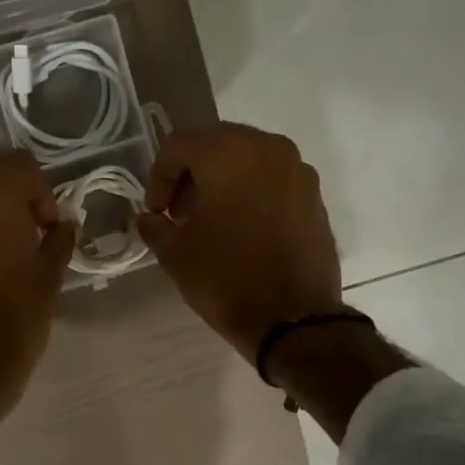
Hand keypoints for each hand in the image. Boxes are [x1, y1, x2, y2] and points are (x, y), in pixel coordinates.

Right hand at [137, 123, 343, 363]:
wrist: (294, 320)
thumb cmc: (226, 279)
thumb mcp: (175, 254)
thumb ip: (155, 226)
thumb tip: (150, 218)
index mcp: (230, 153)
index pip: (179, 145)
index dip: (158, 177)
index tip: (156, 213)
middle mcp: (269, 149)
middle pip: (216, 144)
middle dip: (190, 175)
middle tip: (179, 213)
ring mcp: (298, 171)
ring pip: (247, 159)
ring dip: (221, 182)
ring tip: (210, 223)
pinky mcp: (314, 196)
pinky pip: (272, 180)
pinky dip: (250, 193)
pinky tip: (241, 230)